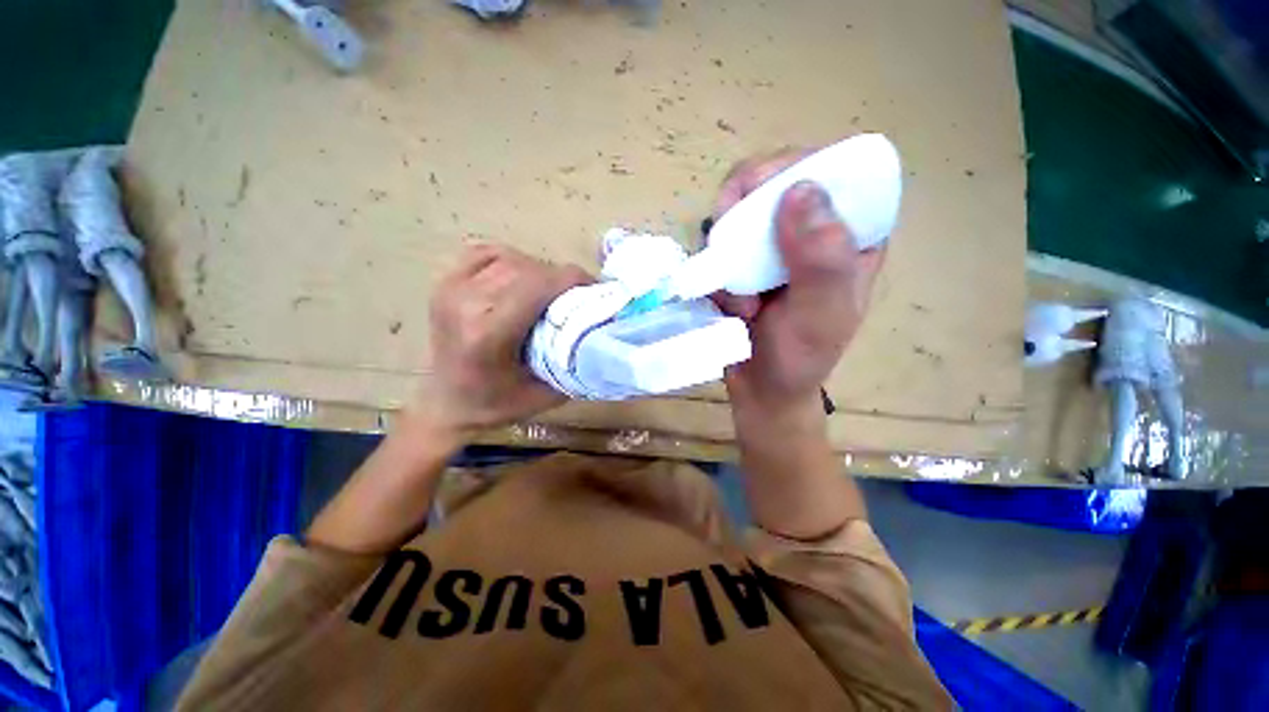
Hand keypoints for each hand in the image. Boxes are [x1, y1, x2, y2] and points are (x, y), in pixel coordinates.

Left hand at [412, 244, 591, 440]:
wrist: (446, 404)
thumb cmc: (497, 405)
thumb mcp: (547, 394)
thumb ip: (575, 360)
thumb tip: (602, 330)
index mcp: (488, 333)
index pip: (539, 285)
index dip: (574, 280)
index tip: (596, 289)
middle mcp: (466, 303)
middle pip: (528, 270)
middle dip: (561, 278)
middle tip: (579, 294)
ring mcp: (450, 288)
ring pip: (510, 259)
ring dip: (539, 270)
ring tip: (553, 290)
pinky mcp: (446, 283)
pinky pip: (487, 254)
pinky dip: (512, 261)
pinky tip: (523, 278)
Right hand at [711, 148, 885, 416]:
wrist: (762, 390)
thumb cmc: (799, 360)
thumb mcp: (821, 316)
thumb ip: (821, 259)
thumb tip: (799, 189)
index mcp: (851, 233)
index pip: (829, 169)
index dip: (790, 168)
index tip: (757, 199)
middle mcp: (811, 231)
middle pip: (771, 182)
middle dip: (742, 216)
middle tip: (732, 251)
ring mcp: (771, 246)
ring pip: (736, 213)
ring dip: (725, 252)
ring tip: (740, 301)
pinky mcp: (741, 262)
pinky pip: (716, 246)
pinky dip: (714, 272)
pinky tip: (729, 306)